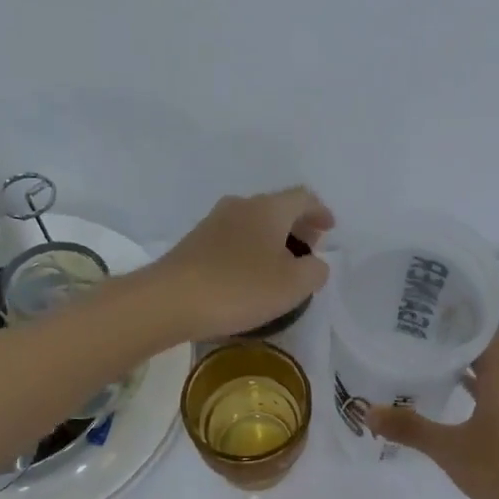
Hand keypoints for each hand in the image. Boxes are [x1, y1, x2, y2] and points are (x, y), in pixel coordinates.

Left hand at [156, 188, 334, 338]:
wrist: (168, 300)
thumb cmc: (239, 288)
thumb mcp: (293, 286)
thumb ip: (315, 271)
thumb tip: (315, 262)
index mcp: (268, 209)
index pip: (303, 198)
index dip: (320, 212)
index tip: (330, 229)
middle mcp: (241, 206)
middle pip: (277, 208)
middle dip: (298, 225)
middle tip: (309, 249)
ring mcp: (214, 222)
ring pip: (254, 222)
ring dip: (273, 238)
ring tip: (281, 266)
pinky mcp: (195, 242)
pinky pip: (234, 238)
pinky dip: (251, 249)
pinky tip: (251, 274)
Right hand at [369, 330, 498, 498]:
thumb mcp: (450, 450)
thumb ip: (411, 430)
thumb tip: (369, 411)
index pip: (491, 336)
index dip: (473, 316)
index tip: (447, 303)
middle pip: (490, 358)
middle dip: (462, 345)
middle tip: (429, 334)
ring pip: (493, 385)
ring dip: (470, 375)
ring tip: (437, 368)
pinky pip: (496, 406)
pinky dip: (477, 401)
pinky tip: (460, 414)